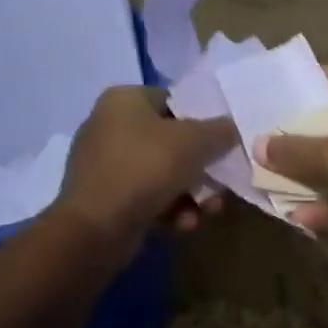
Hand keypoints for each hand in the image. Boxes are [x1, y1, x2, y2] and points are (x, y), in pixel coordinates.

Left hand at [56, 86, 235, 249]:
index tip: (225, 143)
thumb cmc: (146, 168)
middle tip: (221, 184)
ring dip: (191, 193)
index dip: (204, 121)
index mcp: (124, 100)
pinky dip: (168, 208)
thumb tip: (232, 128)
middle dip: (201, 167)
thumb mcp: (195, 142)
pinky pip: (146, 196)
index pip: (175, 101)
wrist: (95, 228)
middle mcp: (109, 125)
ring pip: (163, 173)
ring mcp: (104, 163)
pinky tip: (182, 224)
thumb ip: (221, 130)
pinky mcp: (104, 197)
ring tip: (207, 211)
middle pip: (172, 142)